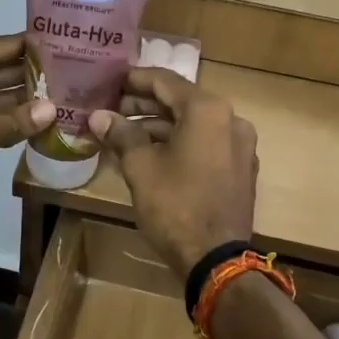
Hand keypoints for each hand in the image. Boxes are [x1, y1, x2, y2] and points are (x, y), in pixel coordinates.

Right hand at [87, 67, 257, 279]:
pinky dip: (179, 144)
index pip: (166, 81)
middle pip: (181, 102)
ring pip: (193, 125)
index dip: (134, 80)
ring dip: (159, 127)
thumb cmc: (175, 207)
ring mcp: (239, 146)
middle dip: (144, 105)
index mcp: (208, 110)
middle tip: (111, 110)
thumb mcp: (141, 168)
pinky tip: (151, 155)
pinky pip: (205, 144)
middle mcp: (230, 120)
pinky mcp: (239, 170)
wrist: (216, 259)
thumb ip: (121, 135)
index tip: (110, 81)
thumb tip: (99, 116)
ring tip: (124, 134)